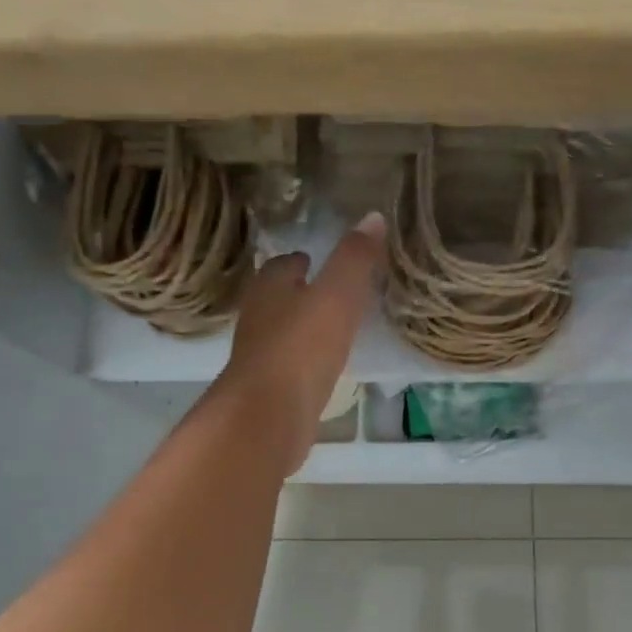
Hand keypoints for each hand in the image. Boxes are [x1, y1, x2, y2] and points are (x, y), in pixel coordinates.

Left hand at [209, 214, 384, 470]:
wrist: (268, 416)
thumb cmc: (301, 347)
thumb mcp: (337, 295)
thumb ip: (355, 258)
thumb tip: (373, 215)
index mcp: (270, 287)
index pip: (284, 263)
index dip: (304, 259)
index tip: (324, 259)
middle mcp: (258, 317)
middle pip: (280, 296)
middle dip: (302, 291)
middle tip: (335, 290)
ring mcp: (260, 356)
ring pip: (284, 331)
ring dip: (305, 326)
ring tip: (336, 326)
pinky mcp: (269, 389)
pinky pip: (292, 364)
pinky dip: (307, 359)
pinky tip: (327, 365)